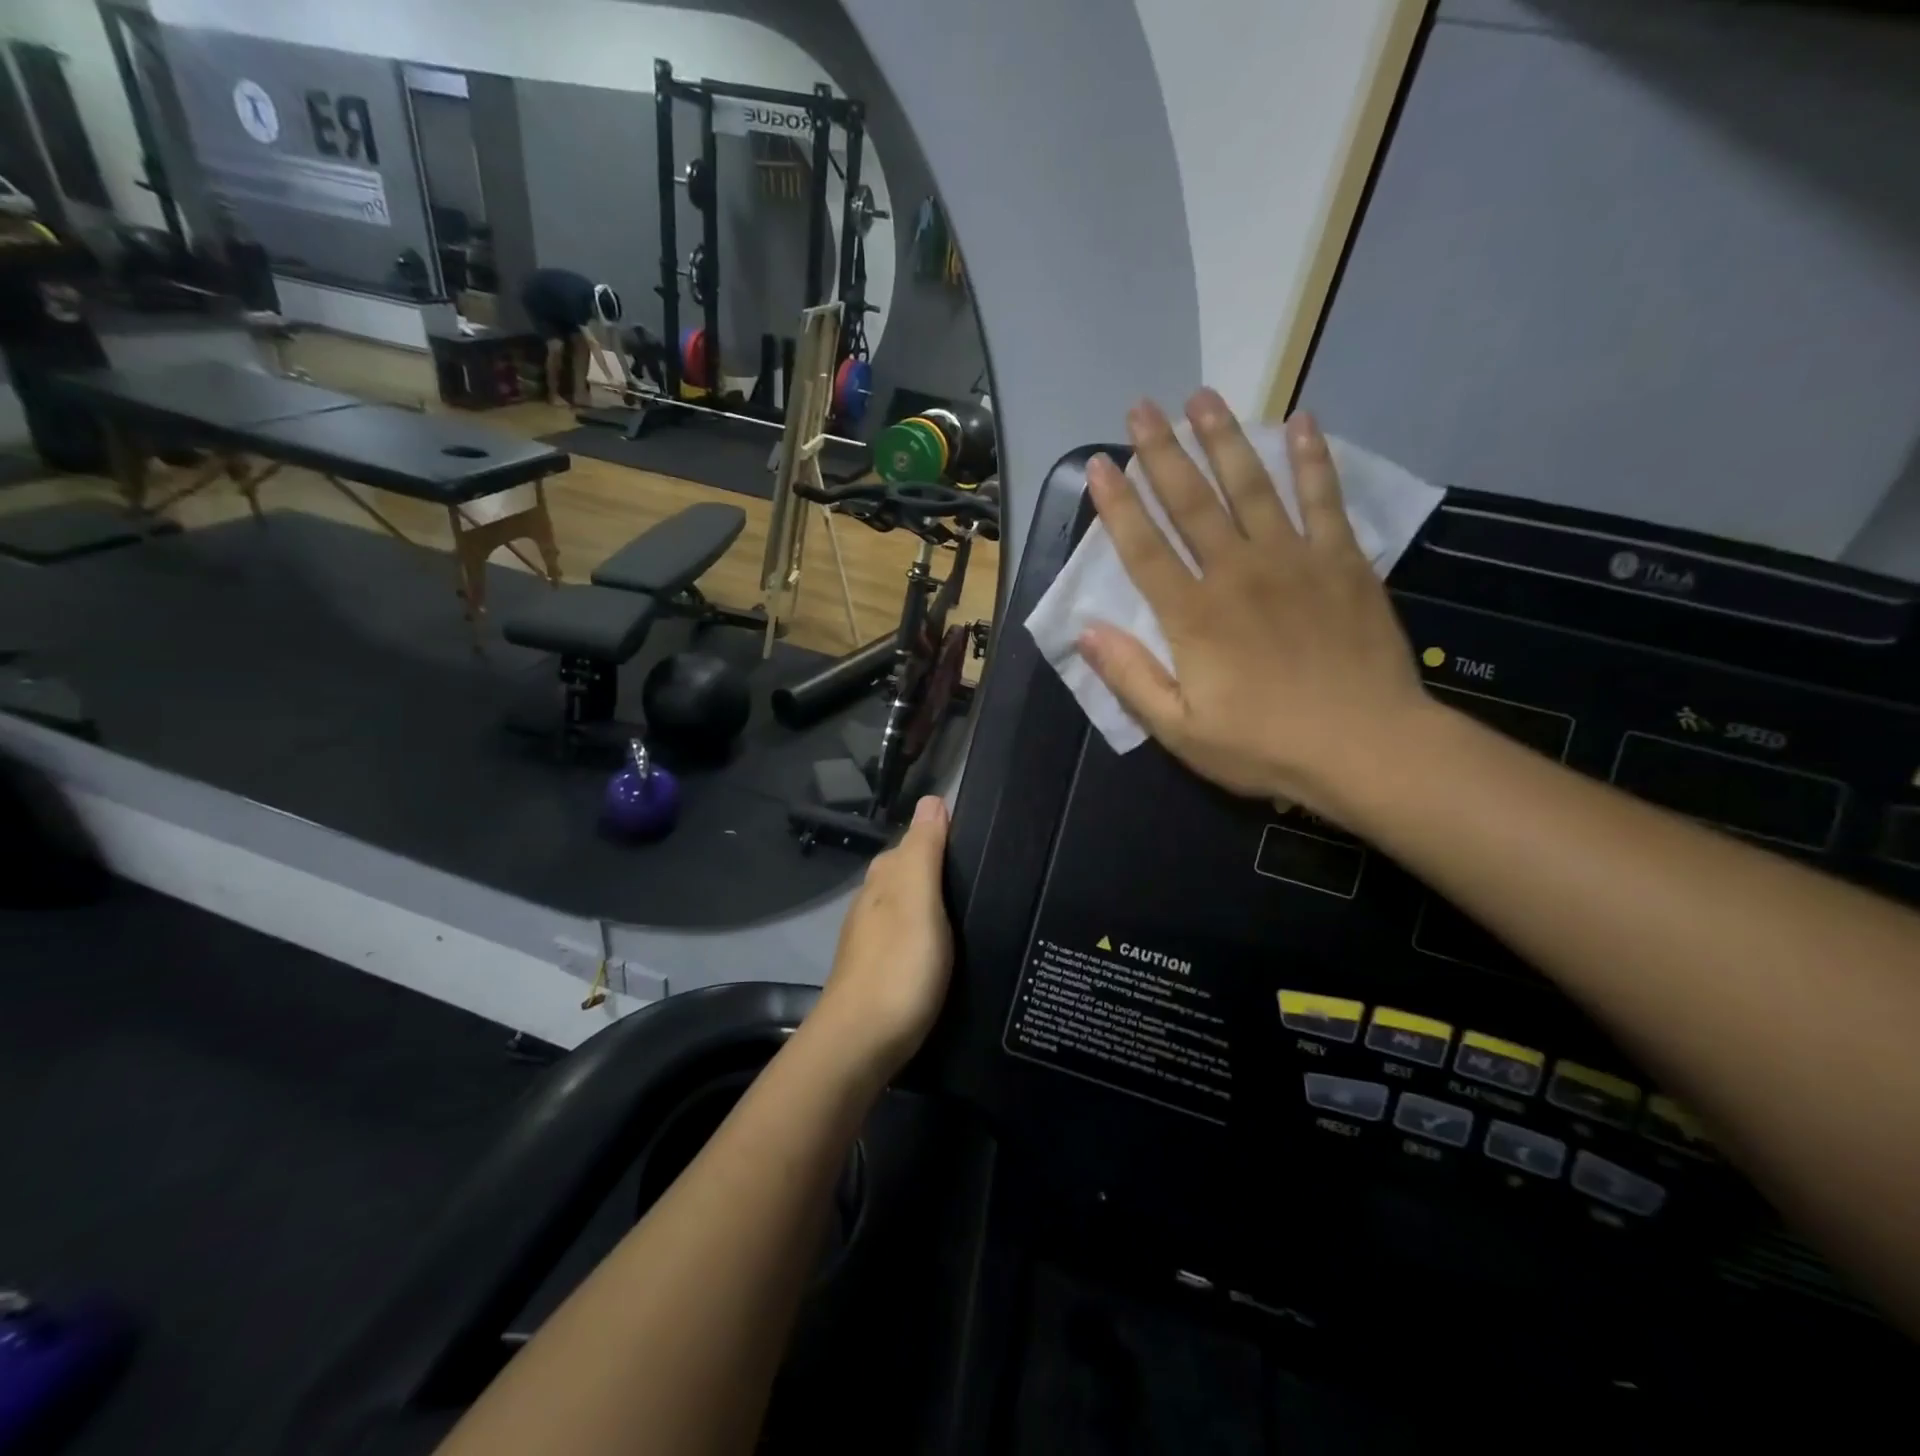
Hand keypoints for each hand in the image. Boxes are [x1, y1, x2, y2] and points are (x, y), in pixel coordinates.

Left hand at [811, 796, 953, 1082]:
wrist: (860, 1044)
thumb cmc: (898, 966)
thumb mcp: (917, 901)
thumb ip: (924, 851)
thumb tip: (932, 799)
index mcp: (883, 880)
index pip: (913, 841)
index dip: (942, 837)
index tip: (981, 843)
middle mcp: (872, 903)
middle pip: (907, 873)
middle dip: (938, 869)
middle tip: (986, 880)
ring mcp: (871, 939)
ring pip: (906, 906)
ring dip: (932, 903)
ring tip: (973, 913)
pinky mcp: (877, 971)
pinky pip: (906, 936)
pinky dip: (925, 933)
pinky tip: (945, 949)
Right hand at [1077, 391, 1428, 819]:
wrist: (1367, 748)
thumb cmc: (1265, 746)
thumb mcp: (1180, 730)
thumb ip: (1131, 678)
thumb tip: (1085, 632)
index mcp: (1193, 616)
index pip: (1143, 549)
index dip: (1118, 505)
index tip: (1100, 464)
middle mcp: (1237, 573)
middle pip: (1192, 502)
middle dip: (1162, 452)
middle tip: (1142, 407)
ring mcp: (1294, 560)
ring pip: (1251, 486)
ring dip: (1224, 439)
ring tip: (1202, 398)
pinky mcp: (1342, 561)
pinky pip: (1324, 498)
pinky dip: (1311, 459)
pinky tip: (1301, 422)